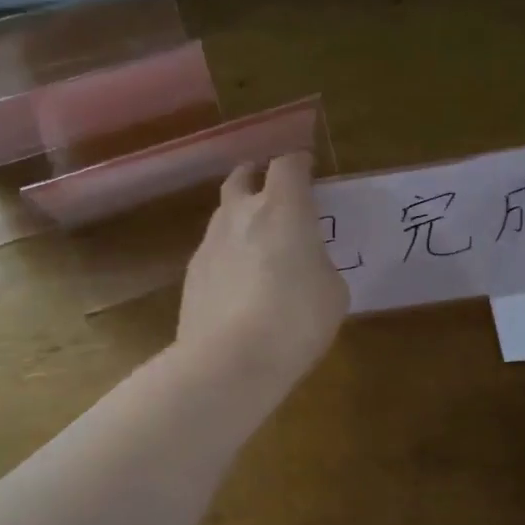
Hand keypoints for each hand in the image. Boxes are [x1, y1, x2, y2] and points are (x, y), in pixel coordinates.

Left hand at [177, 152, 347, 386]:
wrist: (229, 361)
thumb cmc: (295, 319)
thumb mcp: (332, 292)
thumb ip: (319, 265)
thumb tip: (304, 266)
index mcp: (283, 208)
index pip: (288, 164)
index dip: (299, 163)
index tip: (308, 169)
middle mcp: (240, 214)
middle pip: (242, 176)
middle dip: (256, 176)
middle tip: (271, 190)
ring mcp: (210, 243)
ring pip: (223, 214)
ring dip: (239, 217)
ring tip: (256, 242)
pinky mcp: (191, 275)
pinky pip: (213, 251)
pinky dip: (227, 255)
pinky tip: (238, 282)